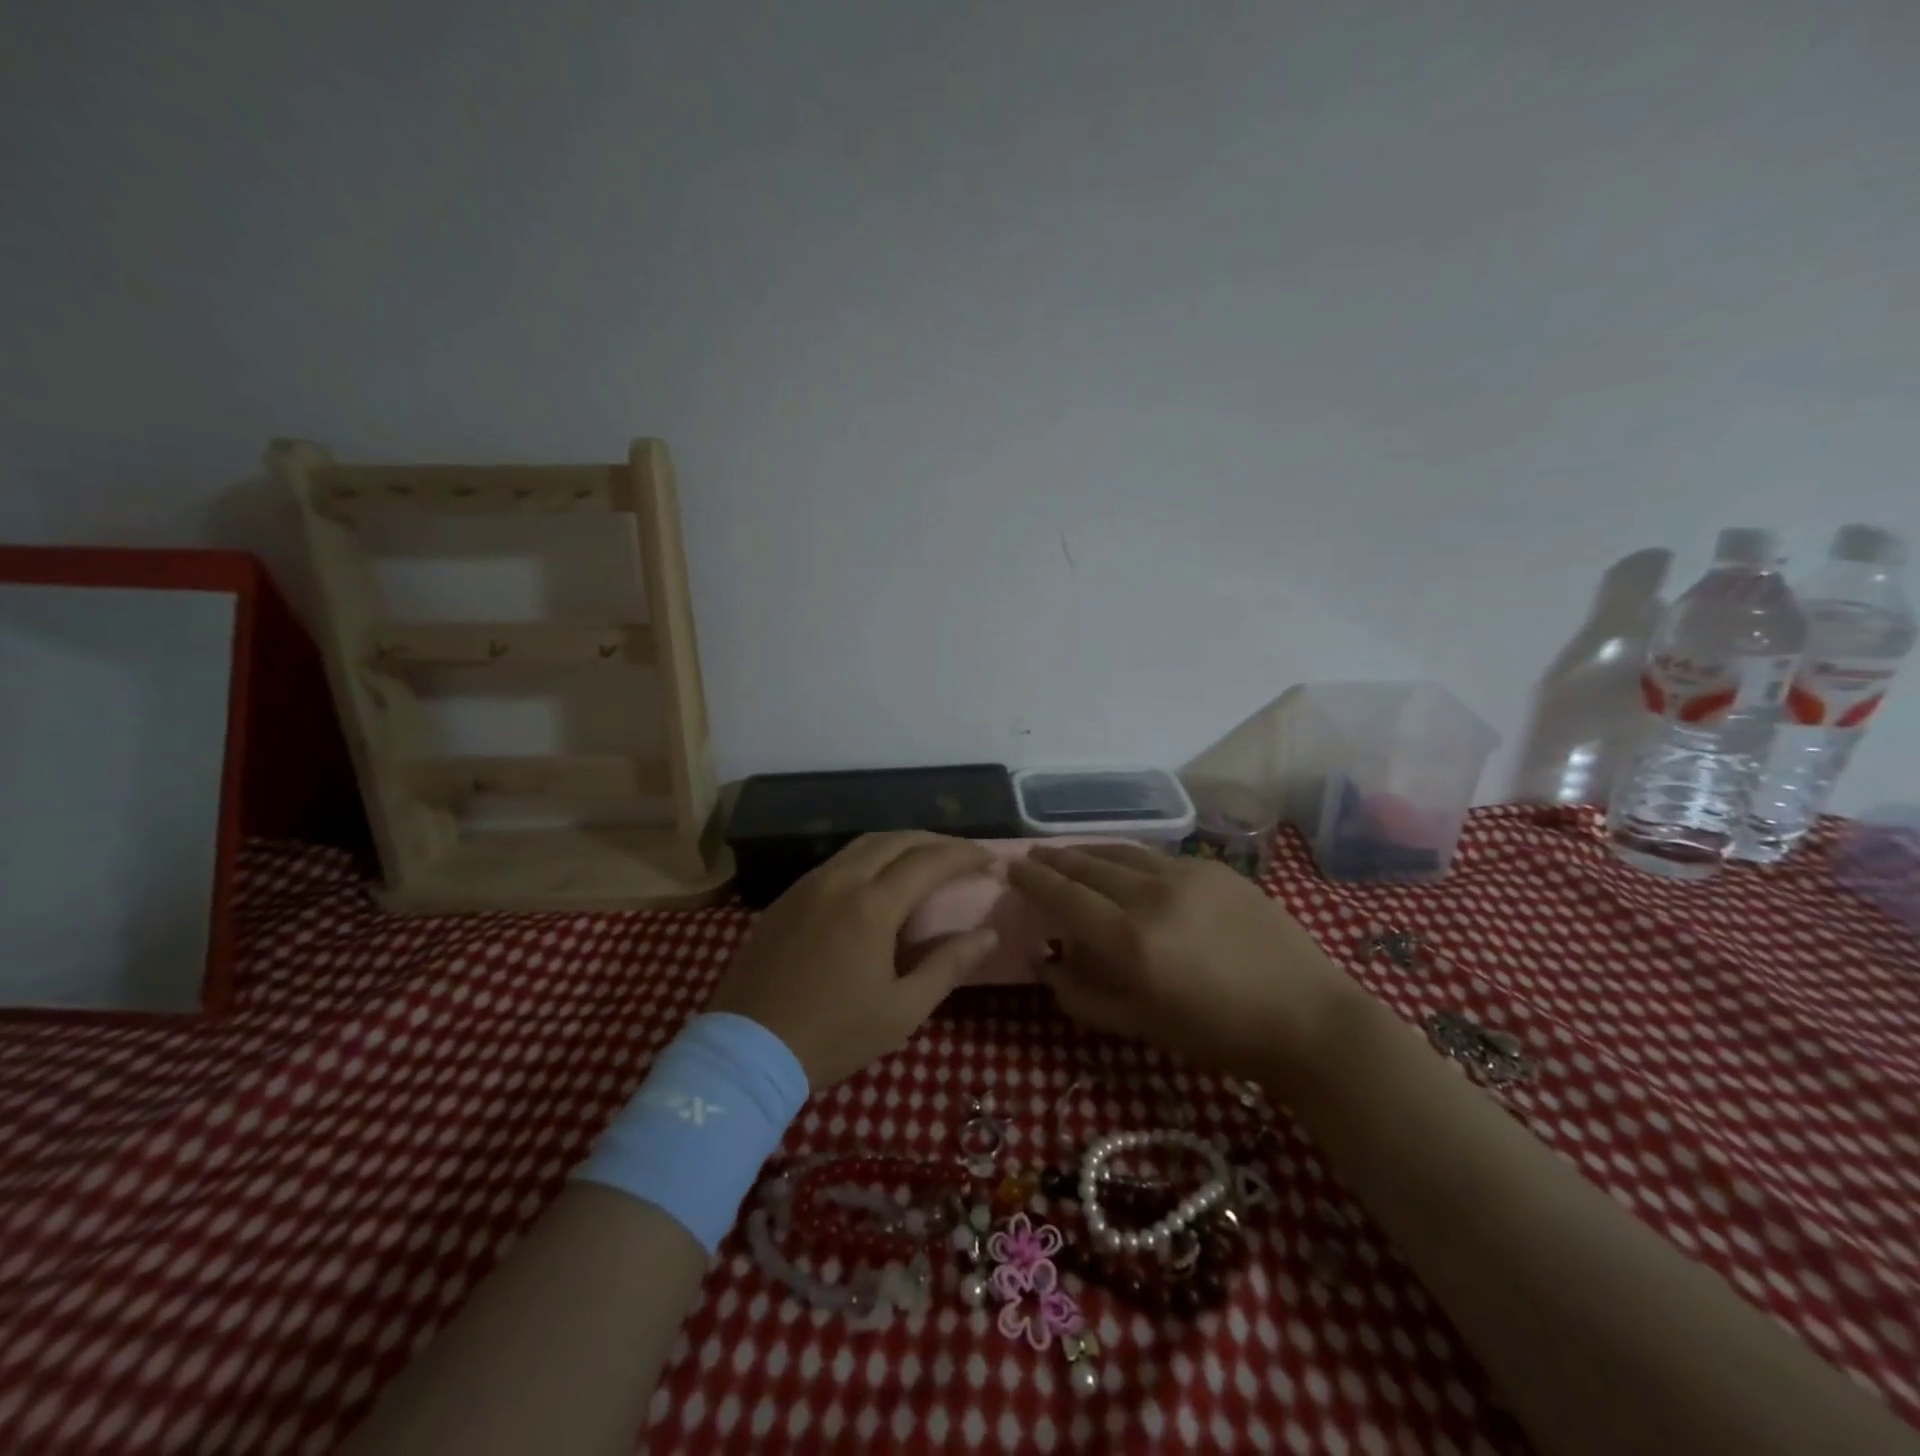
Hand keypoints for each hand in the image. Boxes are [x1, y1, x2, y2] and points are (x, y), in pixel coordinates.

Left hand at [707, 832, 1000, 1088]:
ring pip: (863, 845)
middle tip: (963, 856)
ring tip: (926, 861)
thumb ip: (948, 965)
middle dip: (936, 841)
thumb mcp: (902, 1011)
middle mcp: (839, 881)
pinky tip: (878, 880)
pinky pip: (837, 861)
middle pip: (896, 840)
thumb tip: (988, 934)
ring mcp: (808, 885)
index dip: (964, 854)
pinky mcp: (786, 898)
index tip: (990, 858)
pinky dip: (869, 858)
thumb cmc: (833, 1036)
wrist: (747, 1051)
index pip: (928, 861)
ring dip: (901, 844)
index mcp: (871, 906)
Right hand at [1006, 843, 1358, 1091]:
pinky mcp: (1215, 869)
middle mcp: (1152, 895)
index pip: (1064, 896)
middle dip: (1055, 859)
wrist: (1306, 1018)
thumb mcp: (1139, 1026)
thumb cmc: (1216, 1035)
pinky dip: (1127, 857)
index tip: (1011, 867)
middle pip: (1088, 865)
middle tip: (1032, 855)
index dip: (1033, 879)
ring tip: (1067, 853)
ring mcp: (1187, 875)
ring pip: (1121, 852)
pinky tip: (1123, 865)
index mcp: (1129, 940)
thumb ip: (1082, 994)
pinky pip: (1156, 857)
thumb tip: (1046, 961)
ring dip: (1088, 851)